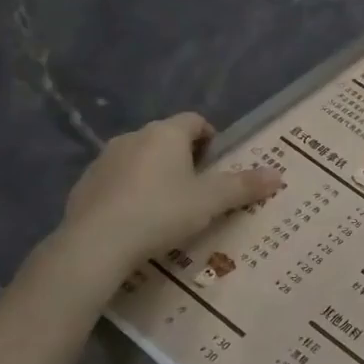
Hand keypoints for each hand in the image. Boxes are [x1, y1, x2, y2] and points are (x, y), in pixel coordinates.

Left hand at [53, 113, 281, 281]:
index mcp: (166, 134)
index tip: (219, 163)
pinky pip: (117, 181)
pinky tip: (138, 220)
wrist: (96, 243)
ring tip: (169, 207)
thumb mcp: (211, 201)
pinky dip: (130, 192)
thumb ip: (244, 186)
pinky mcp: (84, 185)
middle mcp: (134, 137)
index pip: (195, 120)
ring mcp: (104, 160)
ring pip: (140, 159)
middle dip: (184, 158)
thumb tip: (278, 174)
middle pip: (166, 139)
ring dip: (156, 174)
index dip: (211, 137)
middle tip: (200, 189)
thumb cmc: (162, 212)